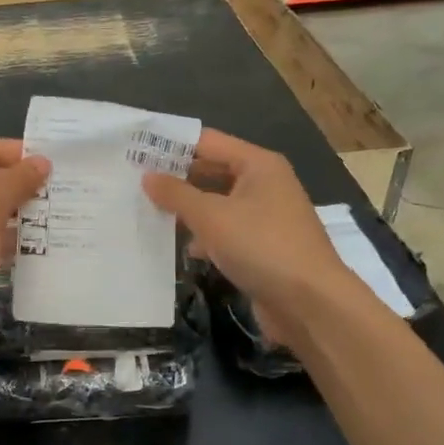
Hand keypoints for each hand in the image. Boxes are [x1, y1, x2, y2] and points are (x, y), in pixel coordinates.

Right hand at [144, 129, 355, 346]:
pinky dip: (203, 238)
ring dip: (187, 211)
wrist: (309, 302)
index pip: (208, 142)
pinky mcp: (261, 247)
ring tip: (147, 215)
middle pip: (212, 172)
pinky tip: (180, 250)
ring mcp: (264, 217)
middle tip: (134, 186)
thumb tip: (148, 177)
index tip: (136, 152)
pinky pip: (225, 232)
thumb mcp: (211, 217)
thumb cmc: (261, 246)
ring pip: (217, 205)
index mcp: (258, 165)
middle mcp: (264, 184)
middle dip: (177, 180)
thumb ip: (176, 194)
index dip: (173, 146)